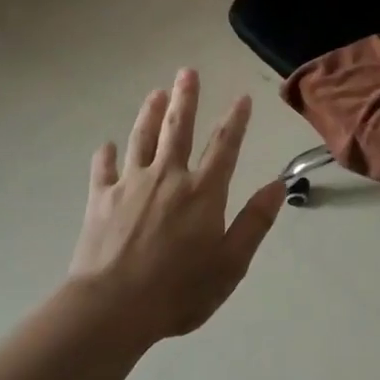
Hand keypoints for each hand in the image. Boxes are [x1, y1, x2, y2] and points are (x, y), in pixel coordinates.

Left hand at [68, 69, 284, 341]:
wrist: (112, 308)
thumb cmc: (179, 290)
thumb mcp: (231, 263)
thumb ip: (254, 222)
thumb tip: (278, 185)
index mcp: (202, 191)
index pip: (224, 145)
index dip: (236, 120)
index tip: (242, 97)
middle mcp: (168, 177)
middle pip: (178, 128)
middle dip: (185, 98)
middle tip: (187, 71)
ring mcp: (131, 185)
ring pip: (142, 139)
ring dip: (149, 114)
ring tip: (155, 93)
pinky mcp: (101, 200)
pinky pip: (104, 170)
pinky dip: (106, 156)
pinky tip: (106, 146)